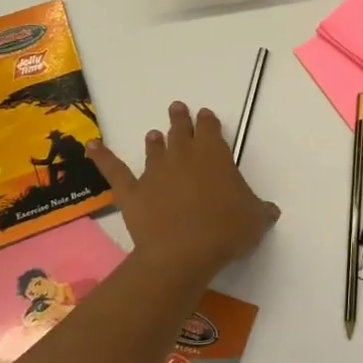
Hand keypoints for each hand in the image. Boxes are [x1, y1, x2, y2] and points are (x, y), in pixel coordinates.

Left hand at [88, 102, 279, 284]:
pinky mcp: (132, 192)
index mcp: (214, 154)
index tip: (205, 116)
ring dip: (156, 141)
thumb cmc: (225, 230)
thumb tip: (270, 210)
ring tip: (154, 135)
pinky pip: (114, 170)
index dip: (208, 121)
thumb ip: (261, 210)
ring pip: (154, 149)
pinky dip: (102, 157)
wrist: (182, 253)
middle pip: (181, 131)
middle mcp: (183, 155)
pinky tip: (91, 146)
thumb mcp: (255, 220)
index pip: (210, 128)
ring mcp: (155, 172)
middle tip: (178, 109)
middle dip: (181, 120)